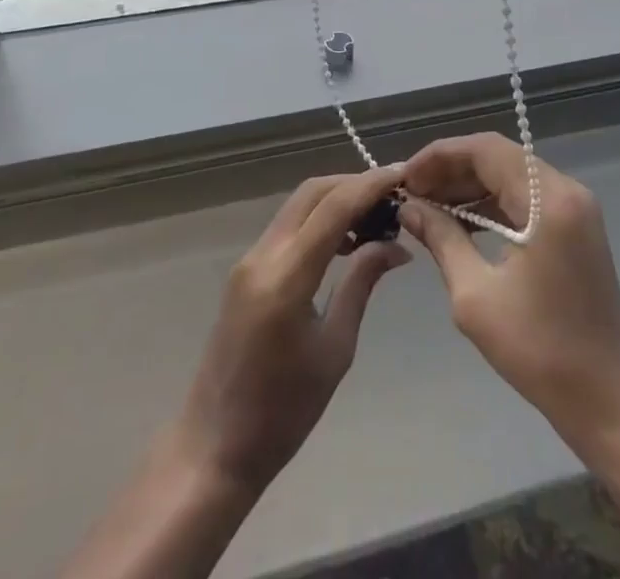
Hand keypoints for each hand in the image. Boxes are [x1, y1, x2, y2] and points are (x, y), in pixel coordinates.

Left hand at [170, 163, 411, 493]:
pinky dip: (318, 219)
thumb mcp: (335, 349)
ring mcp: (249, 259)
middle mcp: (263, 255)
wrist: (215, 445)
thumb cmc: (284, 411)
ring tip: (376, 217)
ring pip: (298, 205)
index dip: (371, 185)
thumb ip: (361, 285)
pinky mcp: (245, 270)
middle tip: (393, 194)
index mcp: (286, 276)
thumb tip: (397, 247)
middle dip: (353, 184)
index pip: (334, 207)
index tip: (404, 174)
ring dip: (336, 199)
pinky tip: (345, 240)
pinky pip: (287, 226)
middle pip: (312, 193)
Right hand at [400, 134, 619, 456]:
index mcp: (548, 199)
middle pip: (499, 158)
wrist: (608, 402)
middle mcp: (566, 191)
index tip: (405, 177)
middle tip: (411, 192)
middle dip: (451, 170)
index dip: (440, 156)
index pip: (486, 149)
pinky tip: (460, 223)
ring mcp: (575, 209)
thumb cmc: (540, 350)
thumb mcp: (475, 295)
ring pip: (511, 176)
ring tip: (427, 206)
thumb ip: (441, 238)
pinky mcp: (575, 229)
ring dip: (469, 187)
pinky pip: (525, 199)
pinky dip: (491, 205)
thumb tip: (409, 208)